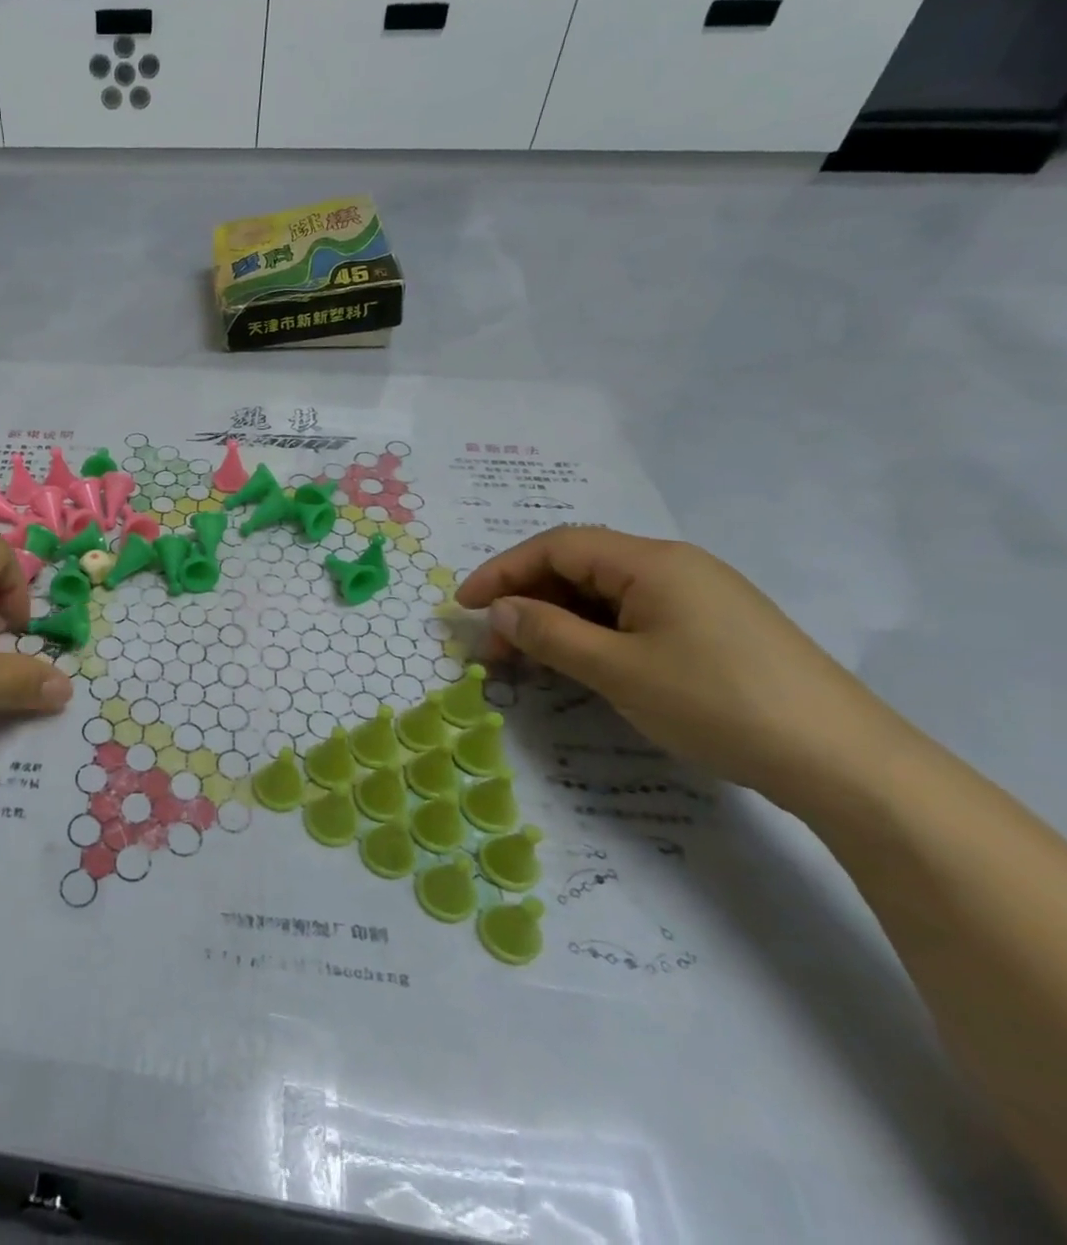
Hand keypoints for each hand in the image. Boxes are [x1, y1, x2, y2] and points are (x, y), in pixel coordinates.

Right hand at [456, 529, 890, 797]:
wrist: (846, 763)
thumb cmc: (717, 703)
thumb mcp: (617, 670)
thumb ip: (548, 633)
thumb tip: (499, 609)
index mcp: (651, 562)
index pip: (556, 547)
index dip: (502, 571)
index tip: (462, 606)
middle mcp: (674, 567)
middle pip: (578, 566)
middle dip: (526, 599)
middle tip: (493, 645)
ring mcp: (698, 597)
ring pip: (603, 593)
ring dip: (556, 619)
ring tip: (528, 659)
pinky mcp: (713, 629)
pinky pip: (632, 616)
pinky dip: (592, 633)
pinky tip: (580, 663)